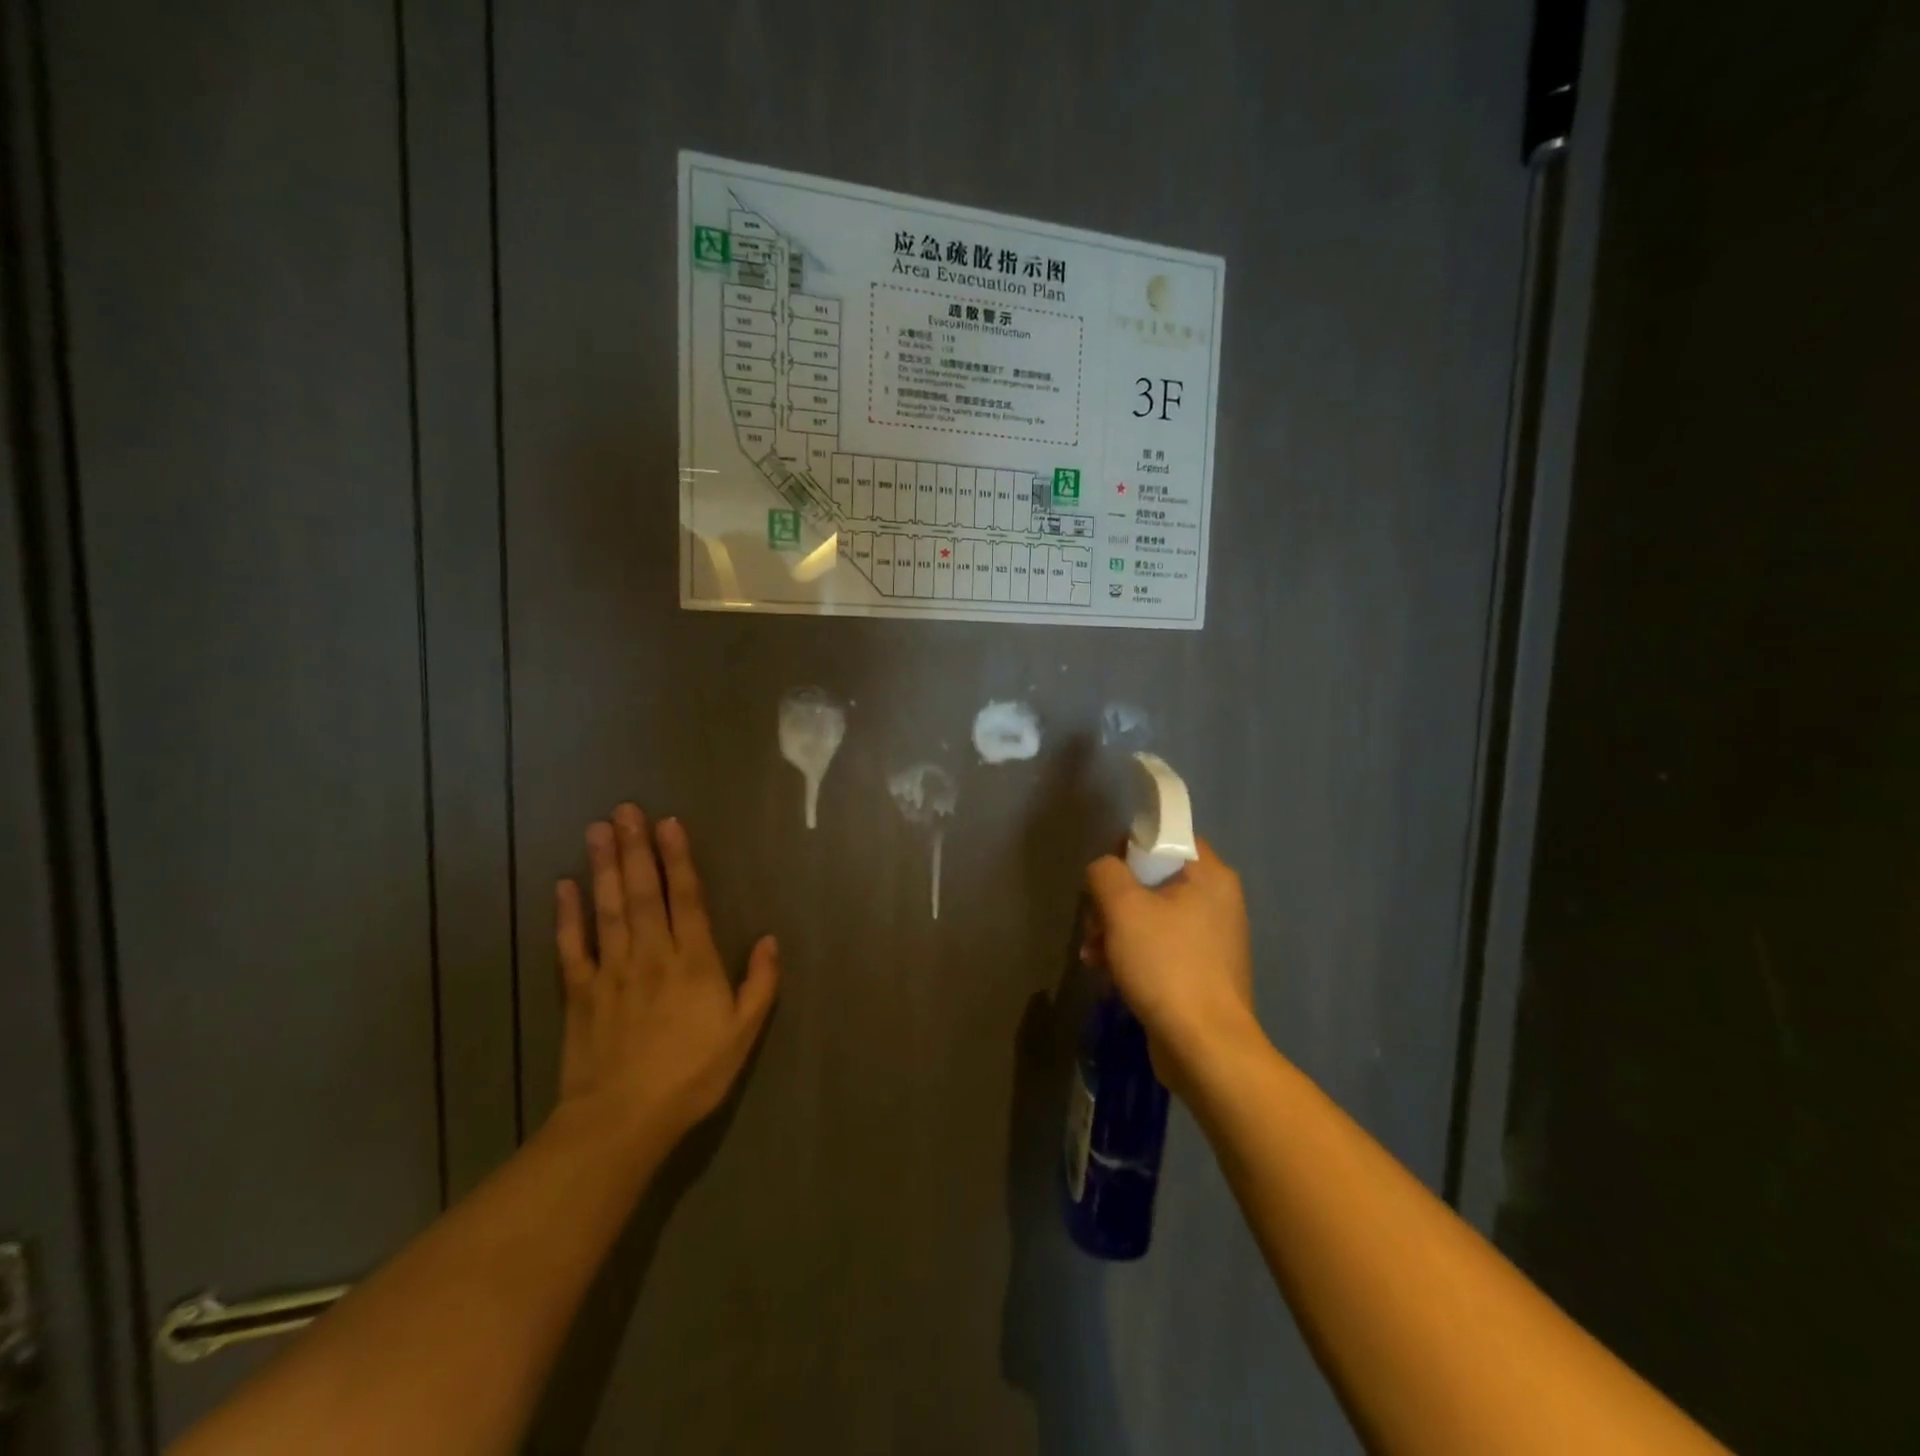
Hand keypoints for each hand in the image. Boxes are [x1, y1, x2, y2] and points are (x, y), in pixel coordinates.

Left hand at [553, 804, 779, 1155]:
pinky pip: (572, 948)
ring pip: (608, 910)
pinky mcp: (580, 994)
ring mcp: (611, 972)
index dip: (678, 859)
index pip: (686, 899)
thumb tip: (770, 939)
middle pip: (643, 893)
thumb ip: (760, 984)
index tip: (669, 823)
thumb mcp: (743, 1035)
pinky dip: (567, 916)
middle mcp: (651, 955)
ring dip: (603, 868)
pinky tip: (563, 886)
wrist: (622, 1121)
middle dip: (635, 849)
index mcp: (693, 963)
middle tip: (626, 810)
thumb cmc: (692, 1076)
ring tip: (598, 830)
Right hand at [1084, 838, 1258, 1099]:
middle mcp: (1217, 902)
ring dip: (1116, 931)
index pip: (1170, 838)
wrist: (1204, 1047)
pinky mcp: (1201, 972)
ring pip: (1151, 916)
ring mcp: (1211, 940)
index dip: (1132, 847)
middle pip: (1154, 880)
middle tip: (1094, 923)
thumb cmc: (1166, 965)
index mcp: (1211, 877)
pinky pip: (1160, 947)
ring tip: (1094, 955)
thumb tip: (1104, 872)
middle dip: (1114, 901)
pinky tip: (1108, 975)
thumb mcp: (1123, 907)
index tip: (1107, 874)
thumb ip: (1105, 872)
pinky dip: (1132, 955)